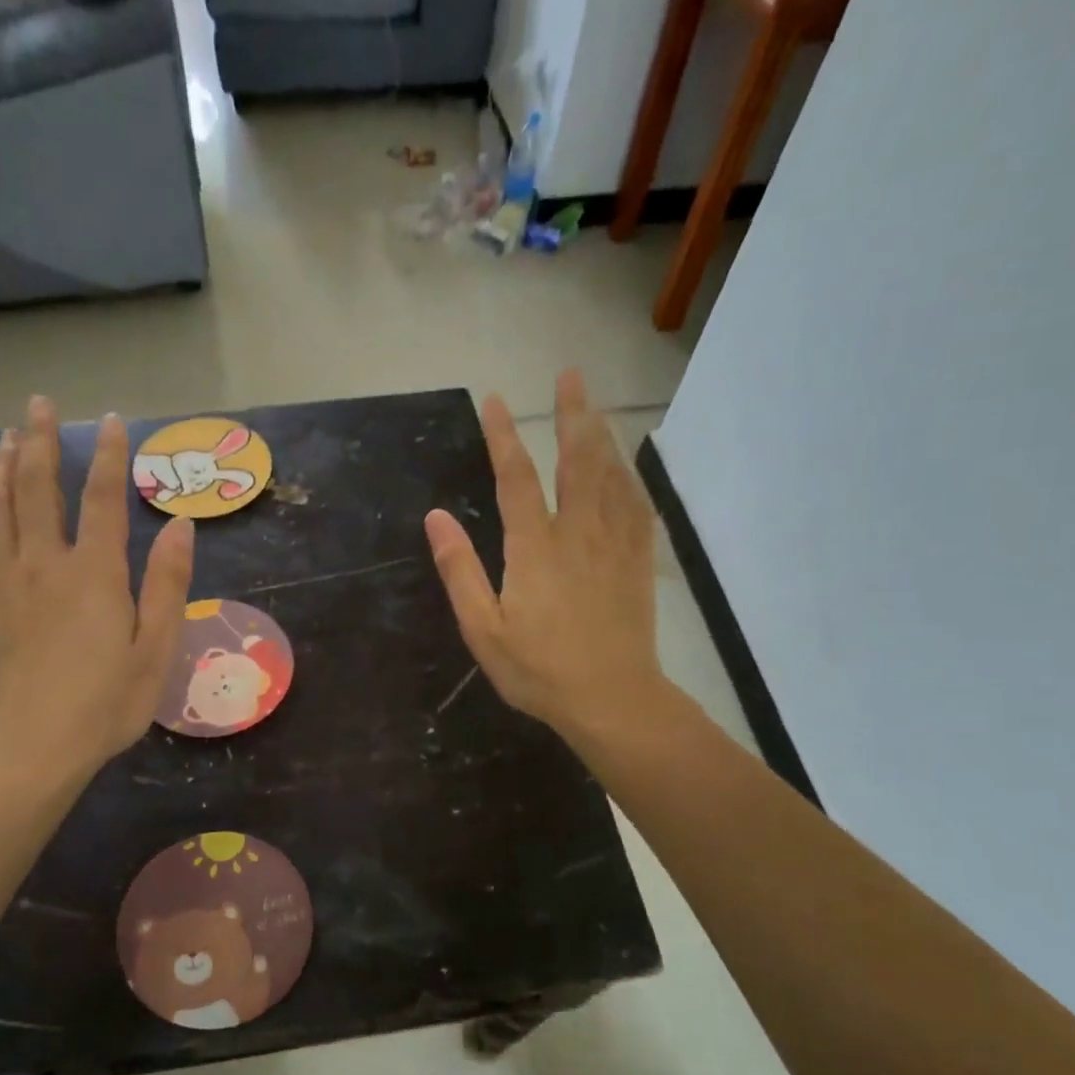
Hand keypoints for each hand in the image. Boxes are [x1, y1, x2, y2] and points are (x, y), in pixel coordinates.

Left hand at [0, 396, 193, 782]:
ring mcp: (4, 583)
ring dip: (0, 467)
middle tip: (39, 404)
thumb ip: (167, 584)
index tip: (112, 420)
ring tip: (5, 437)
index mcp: (93, 573)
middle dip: (38, 440)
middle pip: (35, 487)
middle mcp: (43, 564)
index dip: (108, 455)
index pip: (100, 497)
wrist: (31, 748)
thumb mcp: (156, 650)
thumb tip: (180, 525)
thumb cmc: (105, 704)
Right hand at [424, 369, 661, 738]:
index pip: (516, 477)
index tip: (494, 401)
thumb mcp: (483, 629)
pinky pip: (636, 507)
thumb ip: (460, 570)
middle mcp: (578, 533)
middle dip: (572, 414)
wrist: (612, 700)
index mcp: (535, 547)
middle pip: (577, 460)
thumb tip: (436, 517)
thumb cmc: (539, 670)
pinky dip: (629, 478)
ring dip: (602, 435)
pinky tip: (626, 469)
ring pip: (611, 476)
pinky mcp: (639, 563)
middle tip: (570, 375)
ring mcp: (614, 545)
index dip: (503, 436)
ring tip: (595, 407)